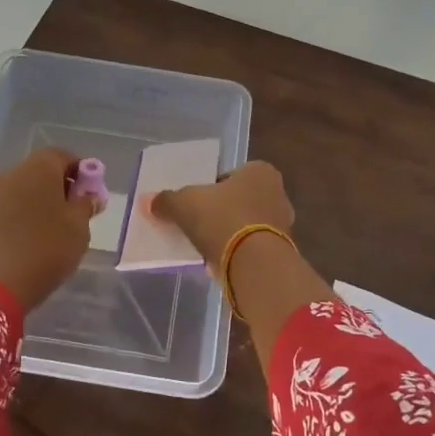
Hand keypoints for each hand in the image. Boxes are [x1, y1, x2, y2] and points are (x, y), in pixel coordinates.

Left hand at [0, 147, 96, 309]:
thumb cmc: (46, 247)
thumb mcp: (79, 227)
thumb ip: (86, 205)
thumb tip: (90, 195)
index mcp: (39, 167)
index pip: (64, 156)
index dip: (81, 171)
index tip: (92, 193)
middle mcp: (13, 172)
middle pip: (42, 170)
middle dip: (61, 185)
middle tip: (77, 211)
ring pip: (26, 189)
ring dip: (43, 201)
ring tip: (58, 228)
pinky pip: (12, 206)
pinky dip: (26, 214)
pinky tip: (36, 237)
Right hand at [149, 160, 295, 273]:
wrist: (252, 263)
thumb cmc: (222, 218)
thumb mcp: (184, 204)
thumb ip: (167, 200)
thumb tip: (151, 202)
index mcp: (260, 171)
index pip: (231, 175)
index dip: (211, 188)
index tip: (195, 203)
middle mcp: (278, 193)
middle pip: (241, 200)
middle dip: (222, 211)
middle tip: (198, 223)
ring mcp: (283, 224)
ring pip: (248, 224)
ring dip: (230, 233)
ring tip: (206, 245)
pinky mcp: (281, 252)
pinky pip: (253, 247)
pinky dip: (238, 252)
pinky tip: (219, 261)